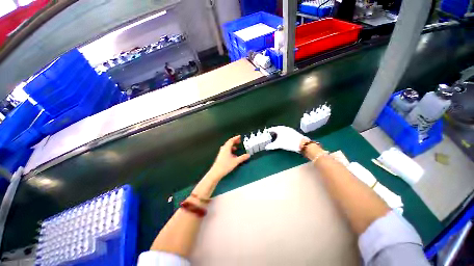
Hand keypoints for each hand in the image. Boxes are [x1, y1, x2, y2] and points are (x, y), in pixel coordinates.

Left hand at [207, 136, 249, 180]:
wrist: (216, 172)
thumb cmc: (225, 165)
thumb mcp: (236, 161)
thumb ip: (242, 158)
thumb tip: (248, 155)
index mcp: (226, 148)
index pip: (231, 140)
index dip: (236, 138)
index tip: (240, 136)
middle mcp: (223, 149)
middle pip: (229, 143)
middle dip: (234, 141)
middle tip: (239, 141)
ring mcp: (221, 152)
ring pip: (227, 147)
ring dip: (232, 146)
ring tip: (236, 148)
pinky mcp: (220, 156)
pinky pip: (226, 151)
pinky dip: (230, 150)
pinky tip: (233, 155)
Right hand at [265, 126, 308, 152]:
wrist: (302, 144)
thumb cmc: (289, 142)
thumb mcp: (279, 144)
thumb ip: (271, 145)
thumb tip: (266, 147)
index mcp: (279, 128)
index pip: (271, 129)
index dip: (268, 132)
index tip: (265, 135)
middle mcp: (284, 127)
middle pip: (276, 129)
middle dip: (272, 133)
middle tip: (269, 137)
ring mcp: (289, 129)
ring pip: (281, 131)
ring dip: (277, 134)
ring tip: (275, 138)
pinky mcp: (293, 132)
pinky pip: (285, 132)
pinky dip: (282, 135)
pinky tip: (282, 139)